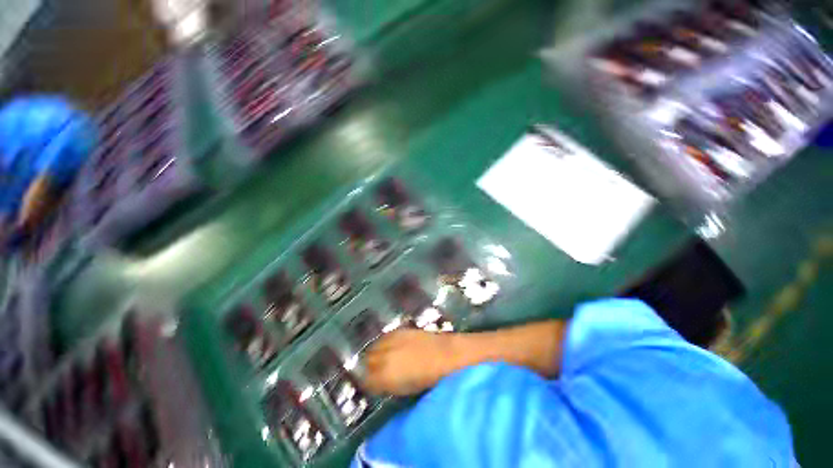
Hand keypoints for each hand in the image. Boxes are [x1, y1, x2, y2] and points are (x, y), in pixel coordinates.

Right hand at [363, 329, 456, 396]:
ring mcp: (391, 340)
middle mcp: (383, 356)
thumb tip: (375, 383)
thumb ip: (385, 385)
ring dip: (374, 354)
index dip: (367, 382)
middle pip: (366, 360)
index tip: (371, 384)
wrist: (445, 355)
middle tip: (375, 372)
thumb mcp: (403, 390)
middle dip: (368, 367)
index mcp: (384, 375)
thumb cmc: (428, 379)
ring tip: (381, 359)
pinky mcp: (399, 330)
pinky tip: (389, 347)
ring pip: (373, 347)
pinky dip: (383, 343)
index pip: (364, 379)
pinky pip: (383, 338)